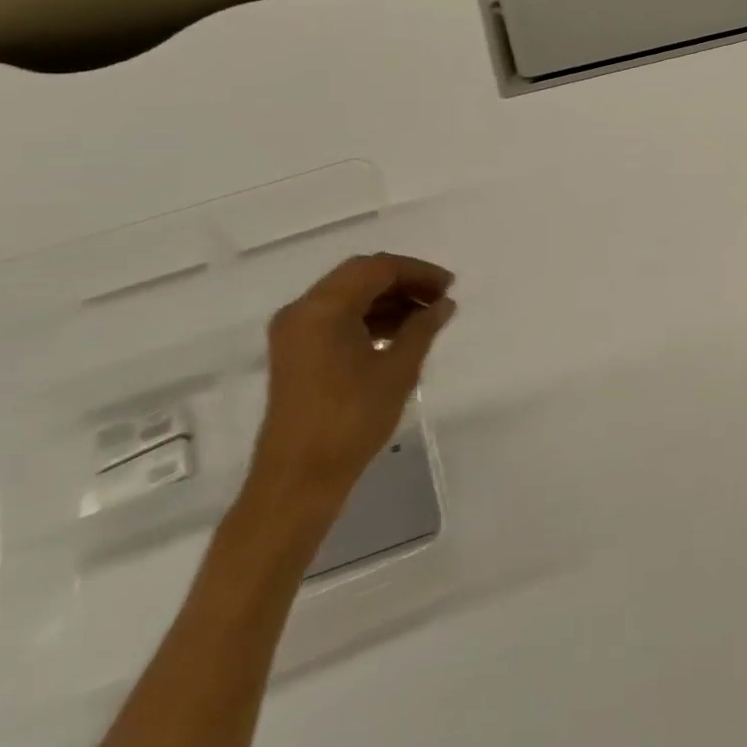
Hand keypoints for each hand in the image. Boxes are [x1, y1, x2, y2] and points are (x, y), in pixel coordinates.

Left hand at [250, 253, 456, 506]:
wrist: (299, 479)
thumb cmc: (351, 419)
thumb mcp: (398, 370)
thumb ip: (423, 328)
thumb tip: (444, 304)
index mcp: (323, 308)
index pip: (377, 268)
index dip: (418, 271)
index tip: (450, 286)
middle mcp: (303, 311)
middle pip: (359, 276)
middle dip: (403, 282)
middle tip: (440, 298)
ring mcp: (295, 333)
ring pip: (348, 297)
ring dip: (387, 300)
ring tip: (426, 317)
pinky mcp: (296, 354)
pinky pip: (337, 319)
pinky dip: (369, 318)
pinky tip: (399, 335)